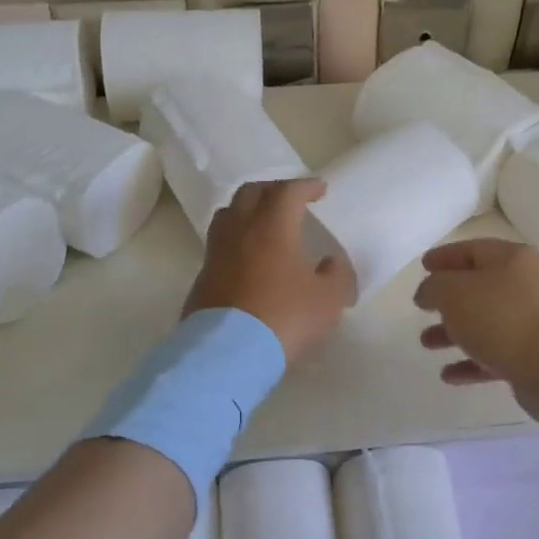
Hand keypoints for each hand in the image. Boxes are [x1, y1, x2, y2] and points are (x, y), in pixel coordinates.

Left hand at [184, 179, 351, 365]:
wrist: (228, 352)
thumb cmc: (284, 317)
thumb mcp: (328, 300)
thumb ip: (336, 276)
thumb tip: (331, 263)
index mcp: (272, 226)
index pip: (288, 192)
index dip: (306, 186)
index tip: (319, 190)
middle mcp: (240, 230)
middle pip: (251, 193)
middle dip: (273, 190)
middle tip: (290, 199)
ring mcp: (216, 253)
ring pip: (228, 214)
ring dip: (247, 210)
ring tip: (262, 221)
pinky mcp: (202, 276)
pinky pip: (219, 244)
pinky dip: (235, 239)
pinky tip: (246, 257)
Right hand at [413, 239, 538, 417]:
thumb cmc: (501, 318)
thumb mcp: (454, 292)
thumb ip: (434, 287)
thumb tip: (428, 292)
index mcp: (512, 260)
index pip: (473, 250)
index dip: (445, 256)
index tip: (423, 266)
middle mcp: (526, 286)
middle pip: (480, 287)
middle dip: (448, 299)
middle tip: (423, 307)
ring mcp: (533, 322)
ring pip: (485, 323)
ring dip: (454, 333)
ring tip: (426, 343)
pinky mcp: (534, 356)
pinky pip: (495, 355)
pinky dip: (471, 363)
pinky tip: (449, 376)